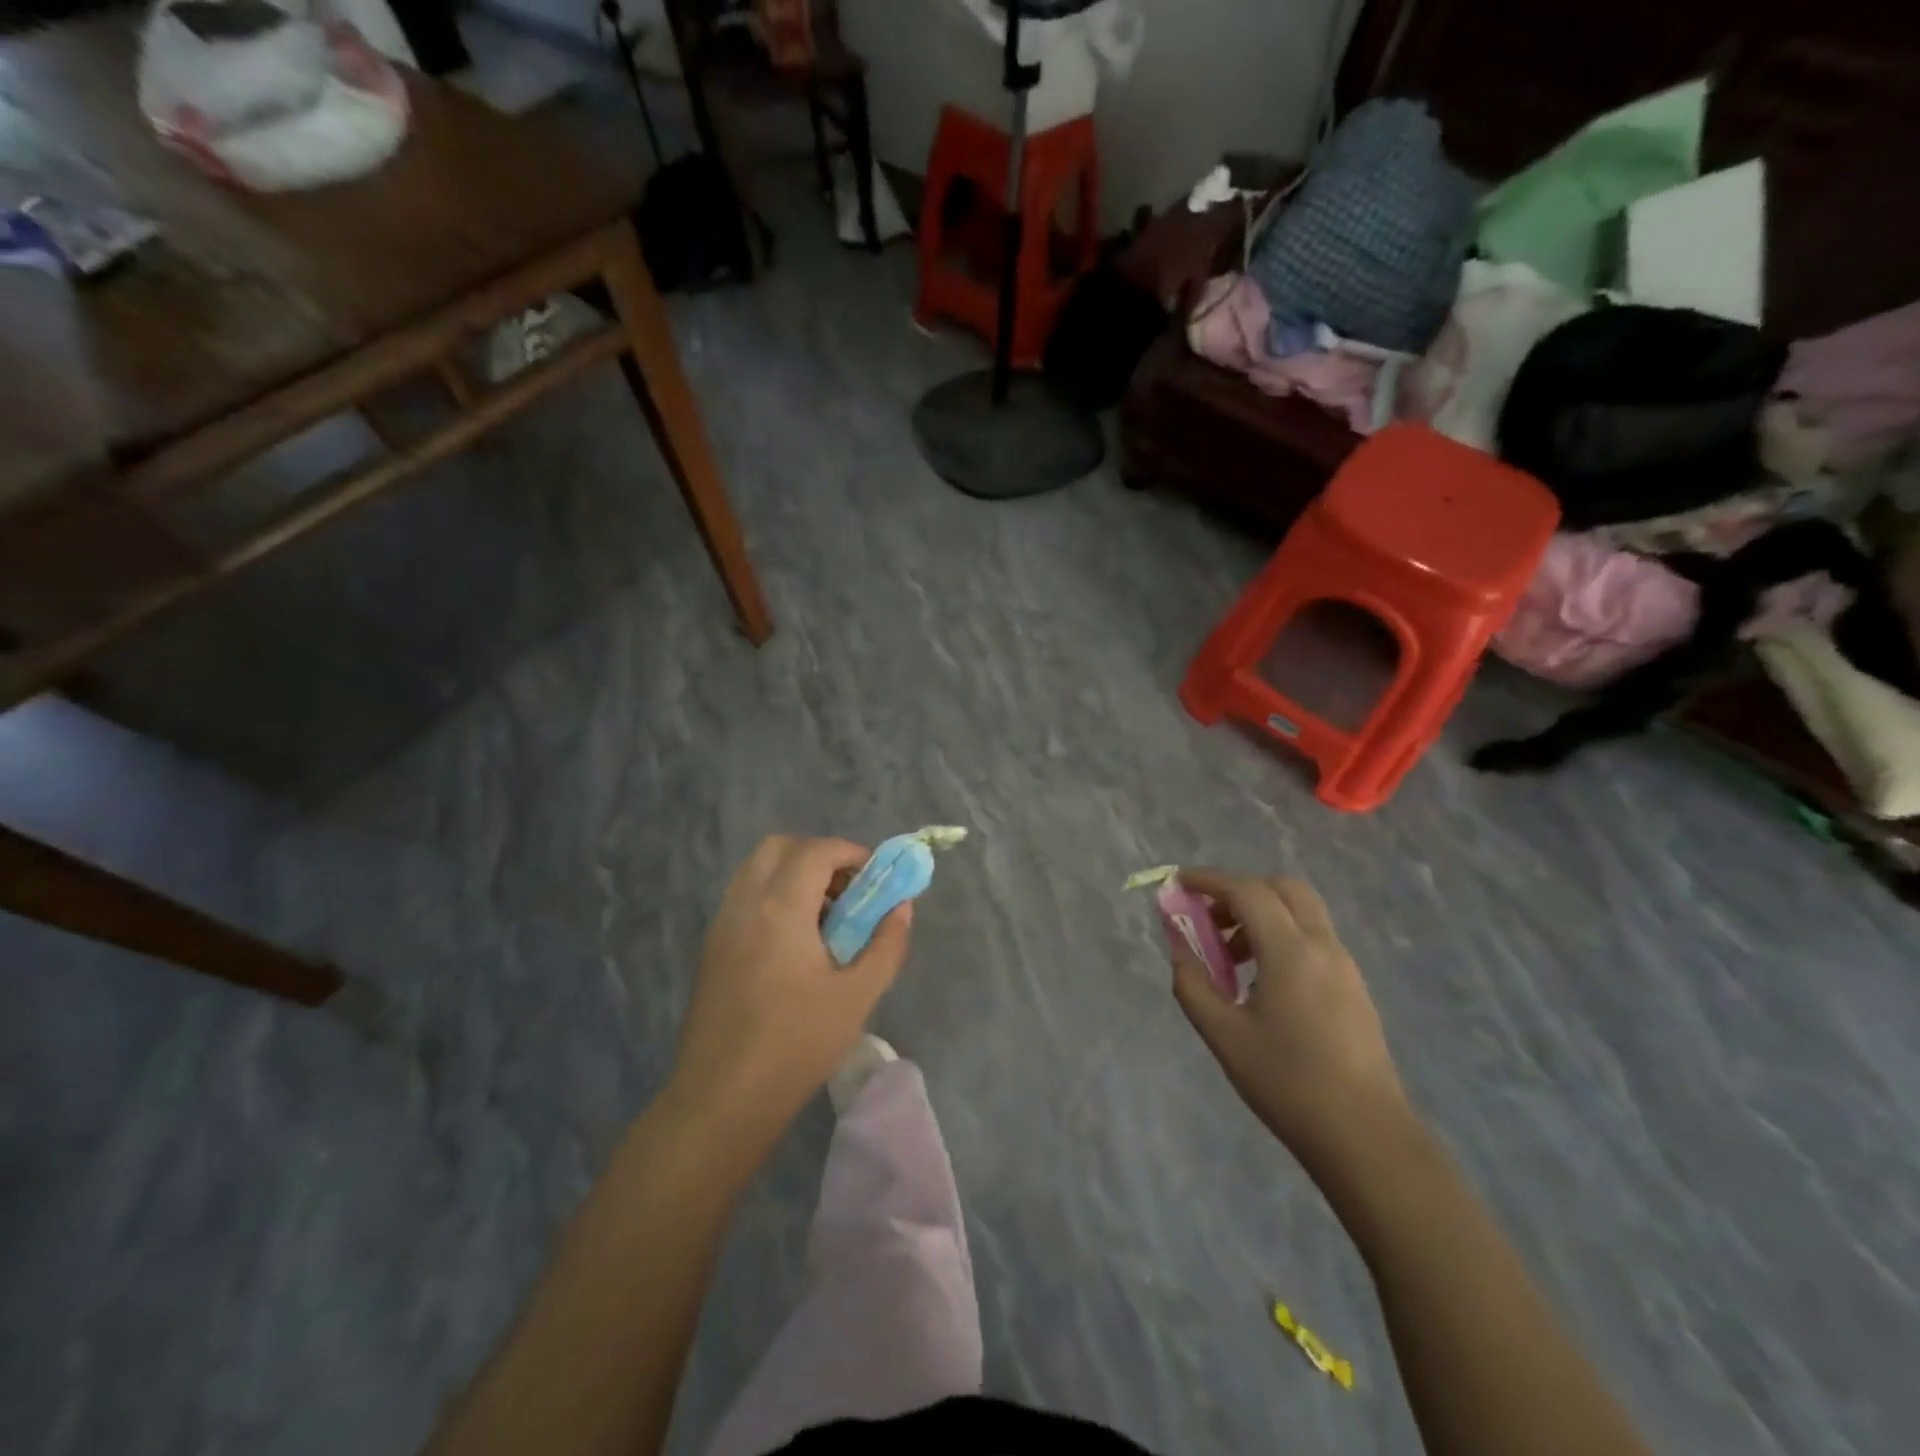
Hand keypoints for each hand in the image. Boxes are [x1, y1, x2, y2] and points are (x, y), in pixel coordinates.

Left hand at [667, 835, 911, 1141]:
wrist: (721, 1100)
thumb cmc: (796, 1045)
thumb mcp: (857, 996)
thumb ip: (887, 944)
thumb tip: (901, 907)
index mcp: (780, 907)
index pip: (816, 850)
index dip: (851, 854)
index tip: (876, 879)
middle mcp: (745, 904)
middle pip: (779, 848)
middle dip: (818, 857)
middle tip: (847, 893)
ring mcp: (722, 925)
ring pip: (756, 871)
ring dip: (793, 876)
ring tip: (824, 920)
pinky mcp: (711, 949)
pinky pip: (744, 898)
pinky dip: (773, 898)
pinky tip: (794, 945)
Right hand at [1170, 870, 1410, 1170]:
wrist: (1366, 1136)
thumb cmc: (1287, 1083)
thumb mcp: (1223, 1034)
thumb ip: (1192, 981)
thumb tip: (1179, 943)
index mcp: (1290, 952)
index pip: (1246, 891)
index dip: (1209, 880)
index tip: (1178, 883)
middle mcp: (1322, 946)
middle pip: (1282, 888)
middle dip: (1240, 890)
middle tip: (1209, 919)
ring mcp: (1344, 965)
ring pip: (1300, 911)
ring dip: (1261, 914)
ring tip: (1230, 957)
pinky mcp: (1353, 986)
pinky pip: (1312, 938)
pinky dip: (1281, 936)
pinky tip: (1261, 981)